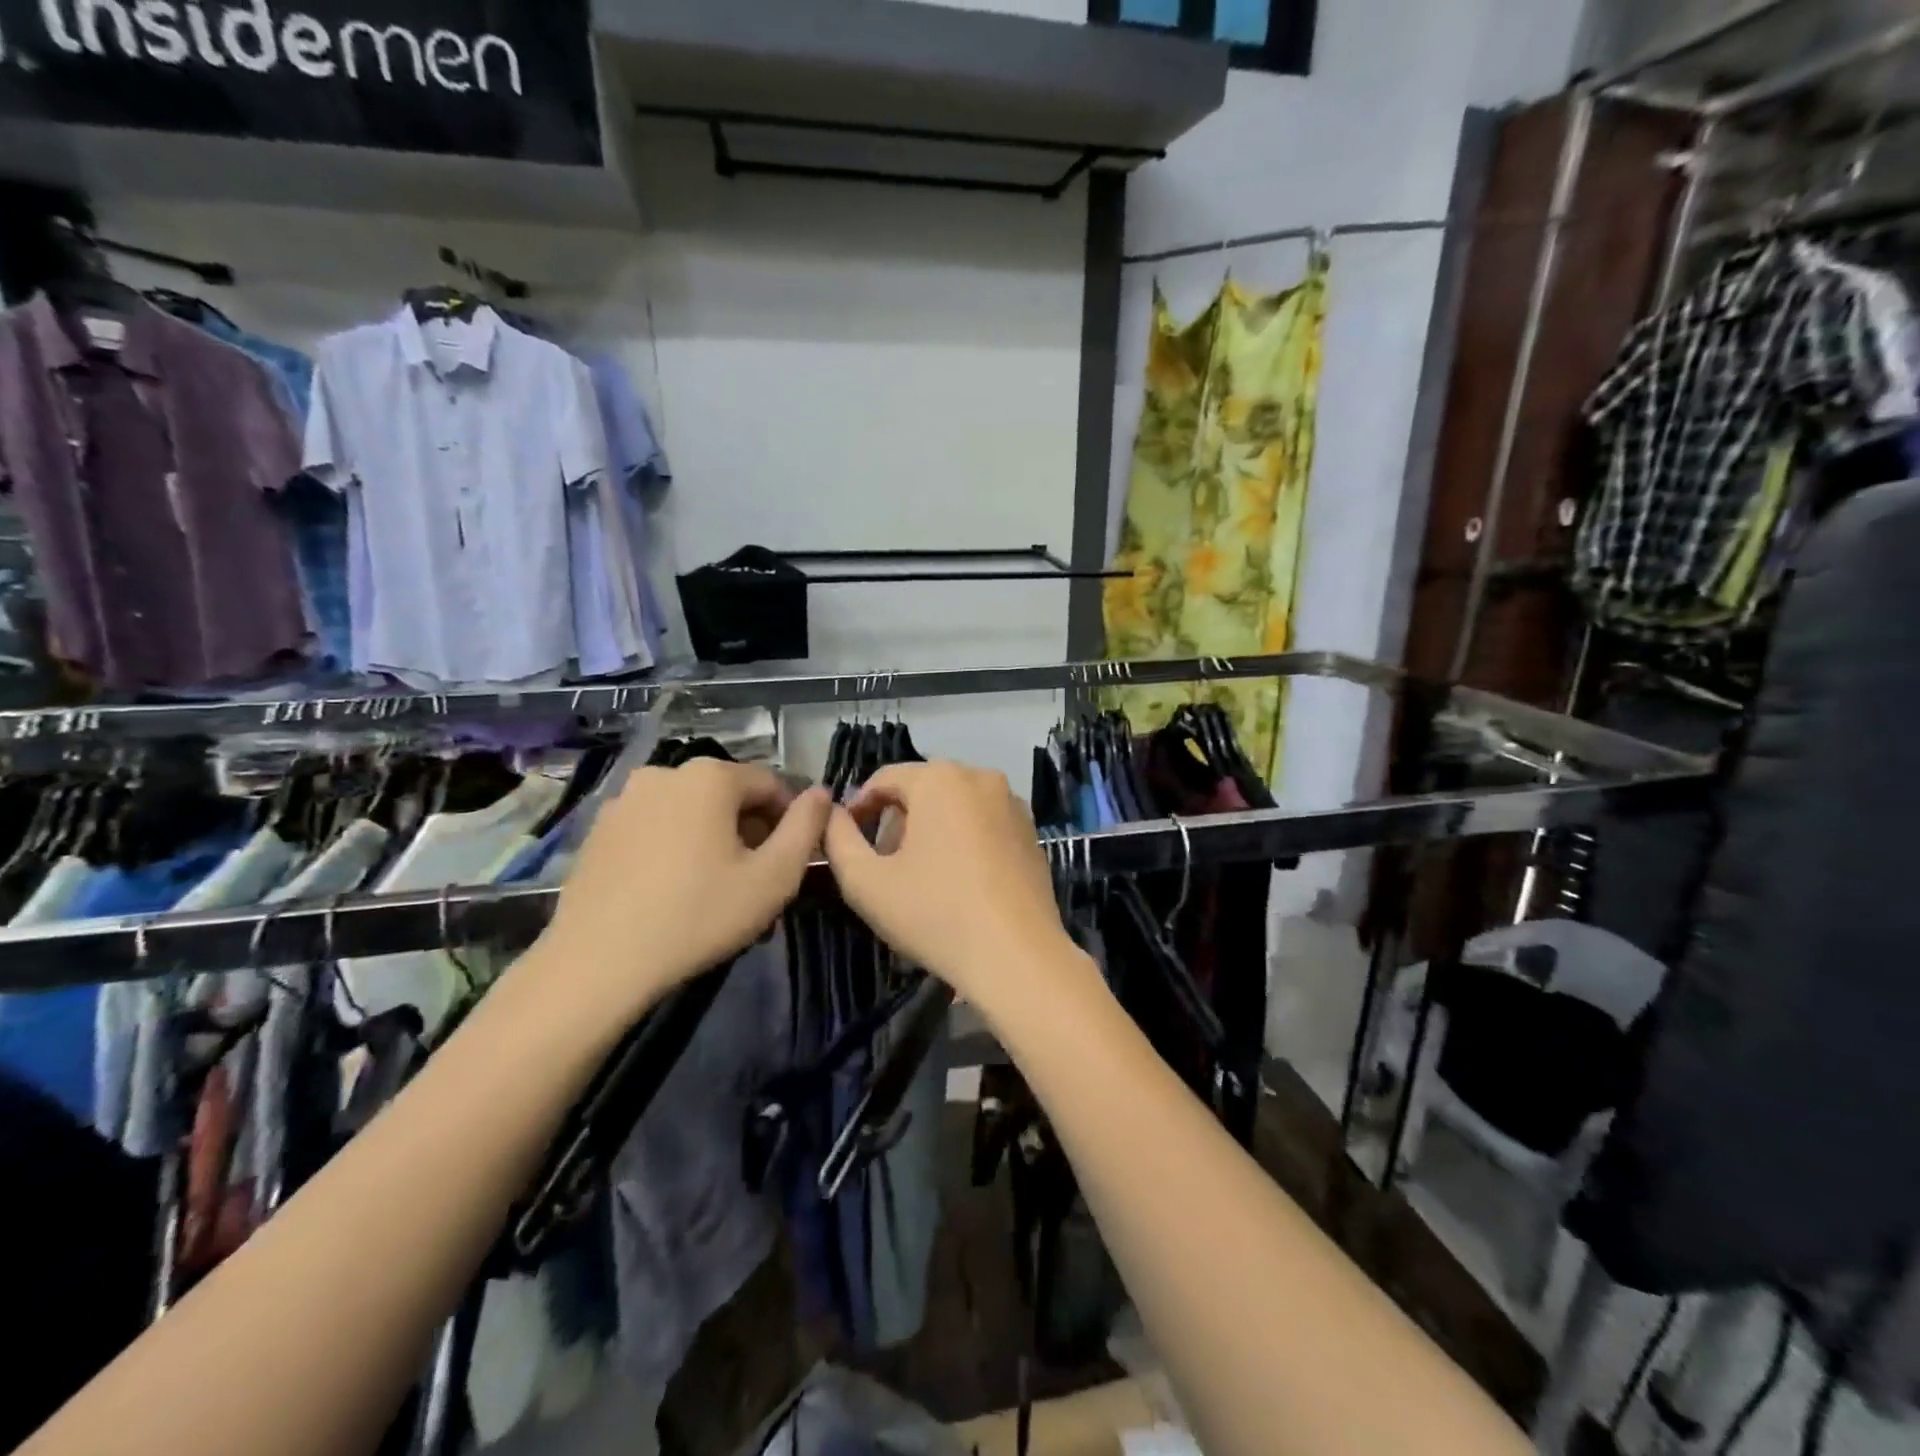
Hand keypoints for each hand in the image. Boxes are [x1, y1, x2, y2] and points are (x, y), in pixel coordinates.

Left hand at [535, 759, 831, 1020]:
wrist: (598, 963)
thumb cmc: (699, 915)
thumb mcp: (774, 877)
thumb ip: (807, 827)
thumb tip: (821, 793)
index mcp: (709, 776)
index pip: (771, 785)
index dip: (790, 821)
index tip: (791, 863)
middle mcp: (664, 772)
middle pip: (729, 796)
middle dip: (750, 832)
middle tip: (755, 883)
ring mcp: (625, 800)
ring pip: (691, 812)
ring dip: (713, 840)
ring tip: (715, 891)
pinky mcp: (599, 830)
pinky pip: (656, 828)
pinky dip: (675, 848)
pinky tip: (673, 891)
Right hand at [824, 762, 1082, 1015]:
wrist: (1017, 956)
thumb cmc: (935, 913)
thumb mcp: (866, 882)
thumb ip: (838, 840)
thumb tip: (832, 815)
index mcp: (940, 778)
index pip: (884, 779)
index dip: (859, 808)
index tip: (847, 842)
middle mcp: (980, 777)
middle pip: (922, 789)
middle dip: (896, 821)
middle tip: (883, 865)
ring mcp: (1012, 803)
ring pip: (954, 805)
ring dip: (930, 831)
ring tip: (919, 877)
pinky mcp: (1031, 832)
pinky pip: (983, 823)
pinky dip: (963, 840)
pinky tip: (959, 883)